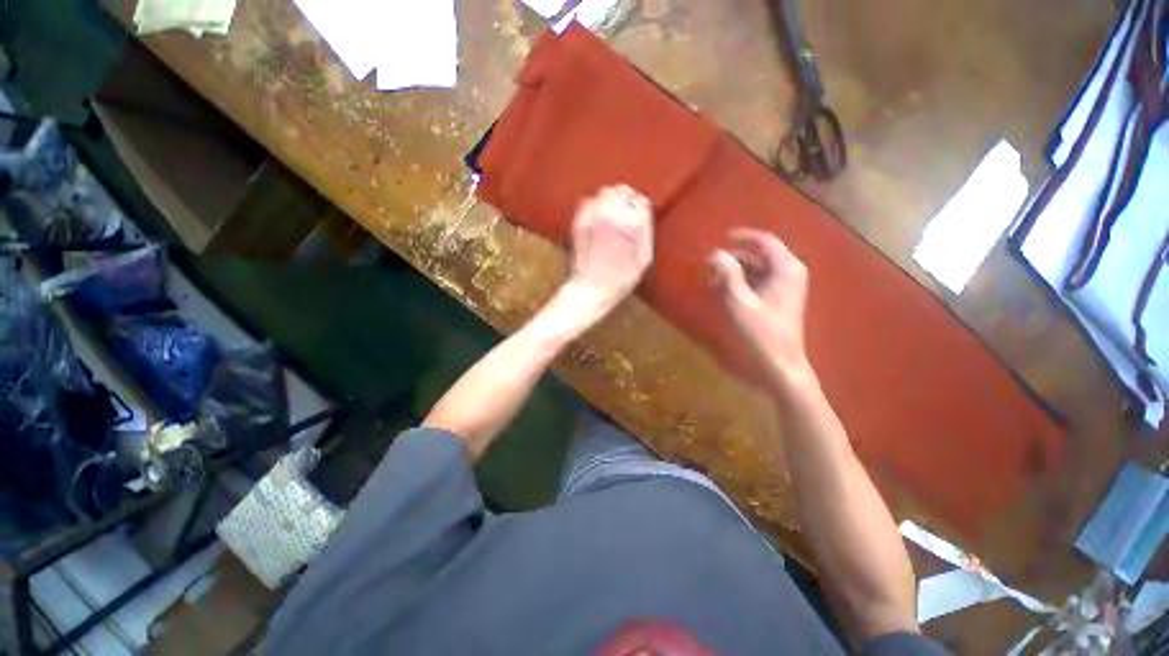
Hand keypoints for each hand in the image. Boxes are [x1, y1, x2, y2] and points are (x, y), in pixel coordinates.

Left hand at [564, 185, 653, 318]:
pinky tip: (596, 220)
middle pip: (622, 191)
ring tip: (610, 217)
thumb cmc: (621, 279)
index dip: (639, 208)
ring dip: (609, 200)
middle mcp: (613, 215)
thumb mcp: (644, 259)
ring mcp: (594, 217)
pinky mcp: (579, 222)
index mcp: (632, 224)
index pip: (639, 200)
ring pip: (605, 193)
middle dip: (624, 201)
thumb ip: (645, 229)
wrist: (591, 289)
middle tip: (623, 215)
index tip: (636, 216)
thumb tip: (643, 203)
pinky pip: (588, 201)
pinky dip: (594, 206)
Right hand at [708, 229, 814, 386]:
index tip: (721, 237)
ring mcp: (785, 290)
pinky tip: (724, 292)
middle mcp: (789, 274)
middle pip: (759, 256)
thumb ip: (727, 274)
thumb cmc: (759, 334)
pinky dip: (741, 284)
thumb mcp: (738, 302)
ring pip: (757, 271)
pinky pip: (758, 284)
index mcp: (785, 269)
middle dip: (733, 258)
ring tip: (712, 279)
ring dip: (735, 271)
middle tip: (708, 264)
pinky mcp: (779, 303)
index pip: (764, 241)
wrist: (779, 367)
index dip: (742, 237)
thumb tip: (715, 253)